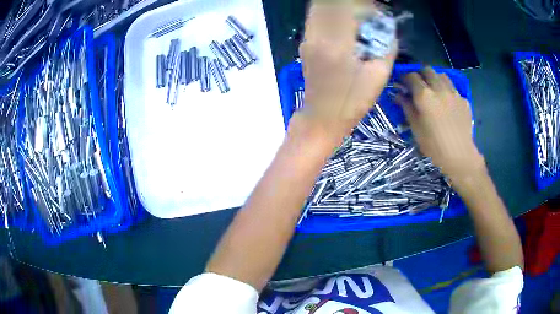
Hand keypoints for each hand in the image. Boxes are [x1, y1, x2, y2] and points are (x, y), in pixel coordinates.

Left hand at [290, 0, 396, 145]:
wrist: (322, 118)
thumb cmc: (353, 102)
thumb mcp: (379, 76)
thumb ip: (387, 47)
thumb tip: (388, 27)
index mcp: (337, 44)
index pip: (346, 6)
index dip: (362, 5)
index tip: (375, 11)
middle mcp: (317, 36)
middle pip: (327, 3)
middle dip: (350, 3)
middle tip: (366, 13)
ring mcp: (307, 39)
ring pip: (319, 8)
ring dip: (338, 7)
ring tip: (357, 18)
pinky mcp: (304, 44)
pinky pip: (316, 18)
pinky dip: (330, 13)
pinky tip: (344, 25)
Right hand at [396, 67, 484, 180]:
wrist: (460, 156)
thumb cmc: (434, 145)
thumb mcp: (415, 128)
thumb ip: (407, 107)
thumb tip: (399, 95)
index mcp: (424, 95)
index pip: (411, 76)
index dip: (404, 77)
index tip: (402, 84)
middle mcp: (439, 88)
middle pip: (427, 69)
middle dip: (420, 74)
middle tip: (418, 84)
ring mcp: (454, 93)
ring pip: (442, 75)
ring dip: (435, 78)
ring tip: (434, 89)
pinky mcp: (463, 100)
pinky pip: (453, 88)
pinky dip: (447, 90)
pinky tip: (447, 102)